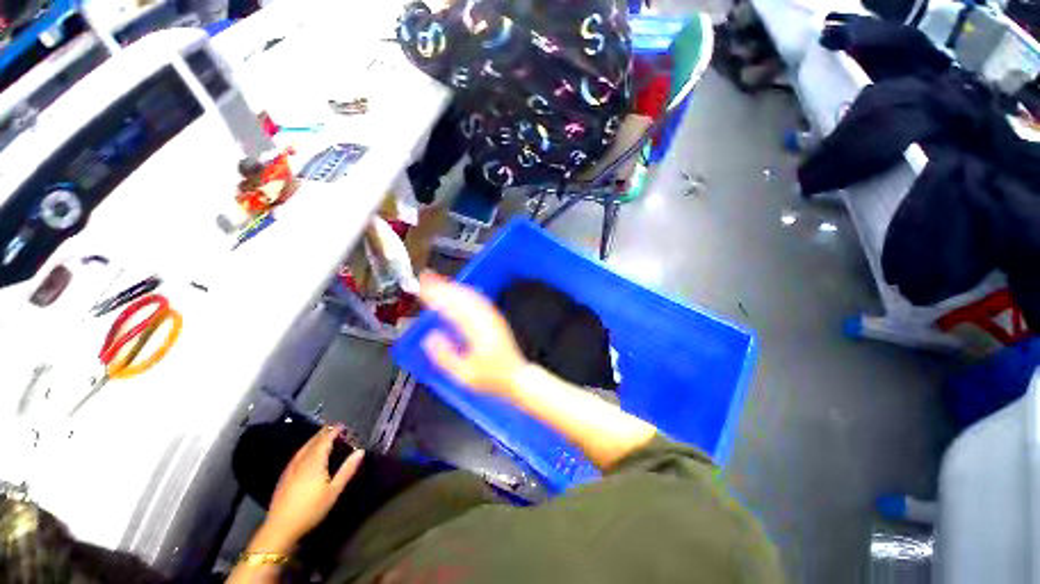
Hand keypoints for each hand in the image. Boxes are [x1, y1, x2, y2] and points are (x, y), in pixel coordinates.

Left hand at [263, 426, 363, 547]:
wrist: (280, 528)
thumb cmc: (311, 509)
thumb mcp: (334, 491)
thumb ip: (347, 470)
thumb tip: (360, 451)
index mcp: (314, 462)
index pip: (325, 441)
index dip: (333, 432)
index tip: (342, 425)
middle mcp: (301, 461)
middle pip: (312, 442)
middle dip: (323, 433)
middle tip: (333, 427)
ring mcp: (290, 469)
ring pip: (303, 449)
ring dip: (313, 440)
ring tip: (321, 435)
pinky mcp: (284, 477)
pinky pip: (296, 456)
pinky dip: (304, 449)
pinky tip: (305, 453)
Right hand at [418, 273, 527, 396]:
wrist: (516, 377)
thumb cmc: (491, 378)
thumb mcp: (464, 375)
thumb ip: (445, 356)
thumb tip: (431, 337)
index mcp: (476, 330)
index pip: (452, 307)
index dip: (436, 295)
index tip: (422, 287)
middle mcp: (485, 319)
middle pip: (461, 296)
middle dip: (443, 286)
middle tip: (426, 278)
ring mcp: (492, 317)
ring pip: (471, 295)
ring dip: (454, 286)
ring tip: (439, 281)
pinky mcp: (496, 318)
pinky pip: (479, 299)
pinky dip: (466, 292)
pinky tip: (460, 291)